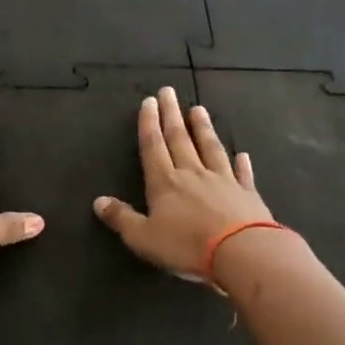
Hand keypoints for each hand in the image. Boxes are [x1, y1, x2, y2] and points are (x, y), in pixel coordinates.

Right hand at [94, 86, 273, 280]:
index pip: (153, 147)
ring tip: (199, 109)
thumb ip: (121, 218)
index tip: (149, 102)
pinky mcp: (247, 194)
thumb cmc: (186, 245)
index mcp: (164, 183)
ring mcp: (223, 181)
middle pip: (180, 139)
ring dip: (203, 128)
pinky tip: (242, 154)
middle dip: (172, 115)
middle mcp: (192, 174)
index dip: (149, 124)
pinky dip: (241, 163)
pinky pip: (242, 174)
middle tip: (169, 92)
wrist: (241, 252)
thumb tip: (98, 201)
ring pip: (210, 148)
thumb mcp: (143, 238)